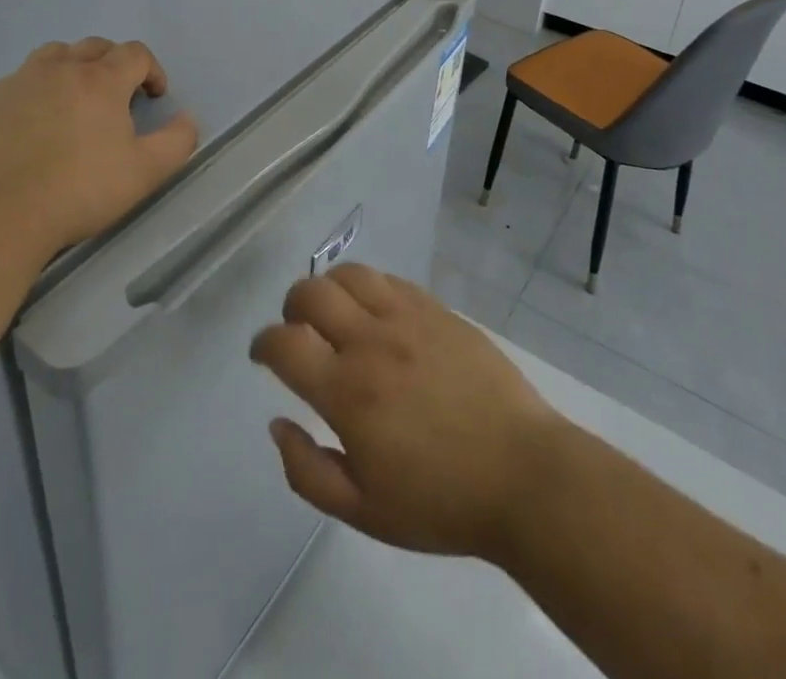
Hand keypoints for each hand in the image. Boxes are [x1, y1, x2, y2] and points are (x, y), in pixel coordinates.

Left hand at [0, 38, 198, 268]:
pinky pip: (19, 82)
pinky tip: (33, 124)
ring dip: (72, 67)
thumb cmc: (78, 192)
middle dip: (114, 64)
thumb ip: (177, 141)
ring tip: (74, 100)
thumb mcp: (145, 173)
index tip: (154, 98)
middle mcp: (59, 69)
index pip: (135, 53)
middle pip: (94, 47)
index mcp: (100, 80)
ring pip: (53, 55)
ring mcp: (18, 83)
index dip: (152, 70)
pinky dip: (35, 90)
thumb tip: (186, 119)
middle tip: (118, 98)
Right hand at [250, 264, 567, 563]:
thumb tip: (277, 423)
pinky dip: (369, 289)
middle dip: (291, 307)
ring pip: (350, 274)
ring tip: (335, 315)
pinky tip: (377, 314)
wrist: (523, 474)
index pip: (283, 344)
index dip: (262, 344)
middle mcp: (371, 341)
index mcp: (347, 391)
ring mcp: (408, 318)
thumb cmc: (441, 502)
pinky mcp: (438, 309)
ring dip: (329, 289)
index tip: (262, 356)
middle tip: (298, 332)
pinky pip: (390, 281)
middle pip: (310, 293)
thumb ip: (308, 470)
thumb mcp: (364, 511)